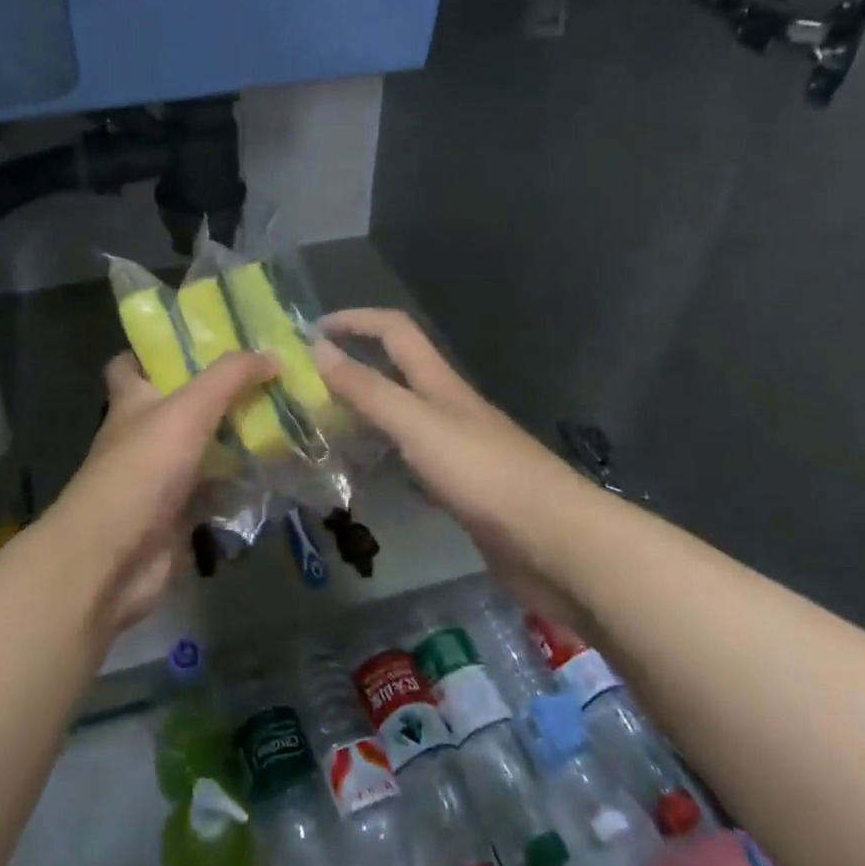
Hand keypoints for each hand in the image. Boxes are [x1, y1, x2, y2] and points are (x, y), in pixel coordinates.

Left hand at [49, 349, 276, 636]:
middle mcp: (143, 434)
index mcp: (131, 401)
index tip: (198, 340)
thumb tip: (271, 354)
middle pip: (178, 404)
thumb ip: (230, 377)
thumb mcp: (188, 408)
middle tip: (263, 376)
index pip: (130, 364)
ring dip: (235, 437)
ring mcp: (160, 476)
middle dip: (216, 392)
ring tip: (284, 416)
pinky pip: (216, 489)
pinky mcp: (179, 512)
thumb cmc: (142, 468)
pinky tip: (278, 468)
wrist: (115, 557)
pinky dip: (241, 482)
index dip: (155, 350)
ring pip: (202, 447)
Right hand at [314, 309, 569, 576]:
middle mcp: (447, 407)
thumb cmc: (483, 474)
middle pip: (397, 370)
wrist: (556, 545)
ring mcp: (457, 448)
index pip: (394, 330)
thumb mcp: (417, 425)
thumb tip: (318, 349)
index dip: (355, 320)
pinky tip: (366, 473)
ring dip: (365, 411)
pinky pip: (411, 459)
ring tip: (324, 427)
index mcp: (439, 383)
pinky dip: (384, 456)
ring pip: (402, 416)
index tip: (311, 331)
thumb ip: (368, 390)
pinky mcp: (461, 488)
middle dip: (354, 365)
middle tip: (308, 384)